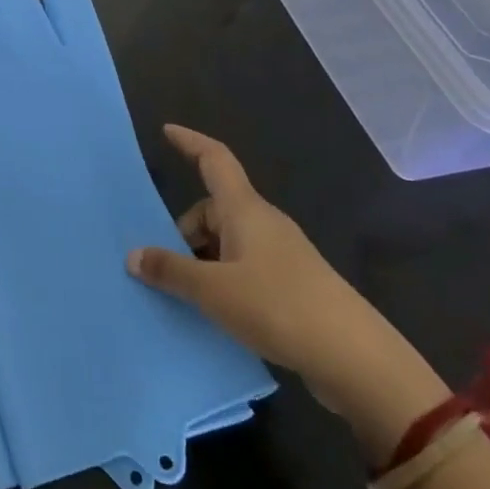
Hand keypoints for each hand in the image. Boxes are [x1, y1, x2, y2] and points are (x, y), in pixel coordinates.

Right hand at [127, 125, 449, 456]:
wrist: (355, 358)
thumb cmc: (279, 306)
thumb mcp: (213, 290)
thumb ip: (171, 271)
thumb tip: (134, 255)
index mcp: (245, 210)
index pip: (214, 159)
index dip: (190, 142)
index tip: (166, 130)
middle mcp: (264, 223)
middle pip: (214, 208)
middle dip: (184, 230)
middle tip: (162, 264)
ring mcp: (281, 254)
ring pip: (228, 241)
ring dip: (202, 259)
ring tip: (184, 294)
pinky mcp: (292, 284)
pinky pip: (244, 267)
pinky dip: (222, 279)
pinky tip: (214, 311)